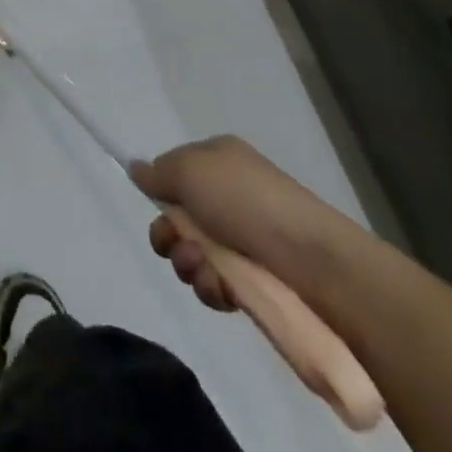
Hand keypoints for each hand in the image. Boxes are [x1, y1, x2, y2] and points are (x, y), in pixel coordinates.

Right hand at [131, 137, 364, 312]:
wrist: (314, 261)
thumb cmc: (246, 201)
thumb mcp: (190, 170)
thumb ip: (157, 171)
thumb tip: (137, 169)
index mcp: (218, 161)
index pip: (175, 173)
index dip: (161, 192)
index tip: (156, 206)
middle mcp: (230, 196)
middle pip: (179, 218)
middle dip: (169, 236)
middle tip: (174, 244)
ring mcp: (244, 240)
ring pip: (194, 254)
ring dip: (188, 264)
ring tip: (204, 270)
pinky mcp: (256, 282)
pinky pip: (217, 284)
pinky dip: (211, 288)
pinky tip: (222, 291)